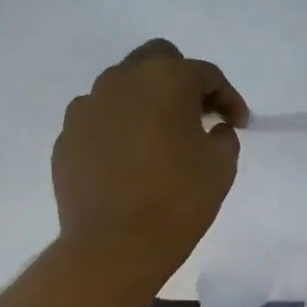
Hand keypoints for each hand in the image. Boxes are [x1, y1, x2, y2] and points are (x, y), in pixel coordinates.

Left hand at [53, 40, 248, 283]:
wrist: (115, 245)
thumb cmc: (178, 201)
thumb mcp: (221, 167)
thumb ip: (224, 137)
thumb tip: (213, 129)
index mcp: (164, 80)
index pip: (205, 74)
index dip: (228, 98)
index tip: (238, 125)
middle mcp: (121, 81)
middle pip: (158, 60)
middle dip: (183, 82)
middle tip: (198, 116)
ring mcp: (87, 107)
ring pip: (123, 87)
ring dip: (147, 103)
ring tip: (161, 138)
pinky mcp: (68, 136)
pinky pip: (101, 119)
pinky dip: (120, 129)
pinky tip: (131, 160)